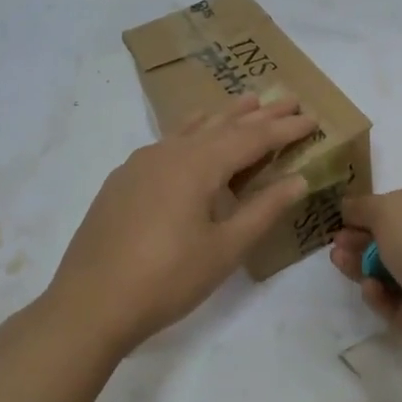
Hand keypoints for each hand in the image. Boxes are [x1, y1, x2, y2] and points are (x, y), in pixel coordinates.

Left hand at [44, 96, 316, 354]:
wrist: (89, 304)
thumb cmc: (167, 279)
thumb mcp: (225, 249)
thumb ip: (263, 210)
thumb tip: (298, 179)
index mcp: (198, 164)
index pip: (252, 137)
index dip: (285, 128)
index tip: (312, 117)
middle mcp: (170, 151)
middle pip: (223, 124)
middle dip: (259, 114)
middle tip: (289, 98)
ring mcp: (141, 163)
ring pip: (192, 129)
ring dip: (224, 117)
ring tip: (248, 103)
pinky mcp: (123, 180)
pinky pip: (168, 143)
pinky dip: (192, 132)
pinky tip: (193, 137)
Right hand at [328, 187, 401, 368]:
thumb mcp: (387, 210)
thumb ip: (363, 206)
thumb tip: (348, 206)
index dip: (373, 207)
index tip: (344, 215)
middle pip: (393, 236)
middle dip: (361, 238)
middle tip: (336, 243)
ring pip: (389, 268)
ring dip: (362, 264)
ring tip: (338, 261)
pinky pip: (394, 299)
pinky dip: (379, 294)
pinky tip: (371, 289)